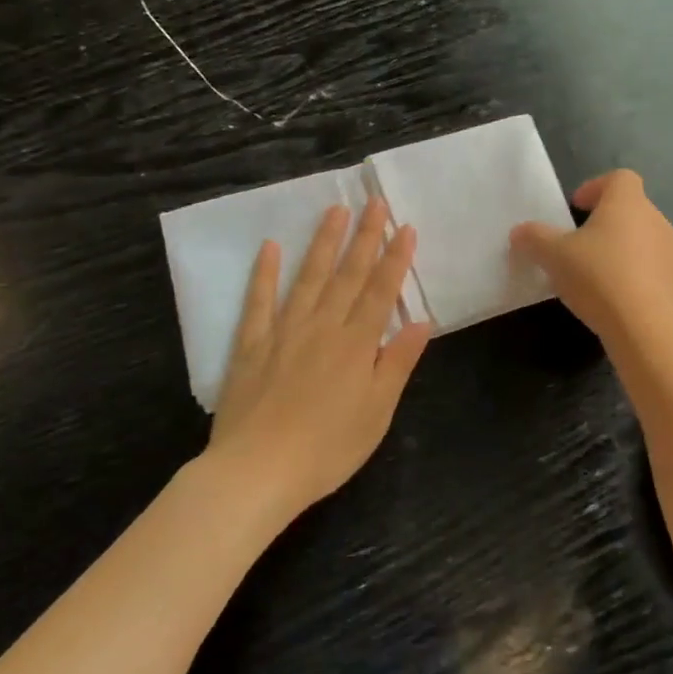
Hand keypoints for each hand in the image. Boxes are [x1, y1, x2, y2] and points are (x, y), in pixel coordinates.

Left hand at [209, 198, 431, 513]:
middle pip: (348, 275)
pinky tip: (271, 247)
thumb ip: (397, 363)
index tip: (405, 227)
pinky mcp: (251, 345)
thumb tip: (421, 323)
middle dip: (364, 236)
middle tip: (374, 202)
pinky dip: (264, 273)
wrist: (257, 471)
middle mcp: (322, 327)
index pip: (381, 291)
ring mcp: (284, 332)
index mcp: (356, 344)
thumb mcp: (377, 412)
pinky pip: (259, 301)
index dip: (395, 258)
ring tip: (335, 210)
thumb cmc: (327, 448)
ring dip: (323, 242)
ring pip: (309, 277)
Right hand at [510, 169, 672, 346]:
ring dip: (616, 250)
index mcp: (628, 202)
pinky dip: (629, 275)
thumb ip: (534, 238)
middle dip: (602, 222)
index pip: (618, 178)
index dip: (595, 187)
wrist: (647, 328)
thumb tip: (519, 232)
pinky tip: (609, 298)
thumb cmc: (599, 276)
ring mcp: (669, 252)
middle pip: (628, 209)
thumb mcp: (553, 255)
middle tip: (575, 243)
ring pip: (639, 240)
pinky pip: (647, 268)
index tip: (575, 208)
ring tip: (589, 274)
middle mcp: (654, 219)